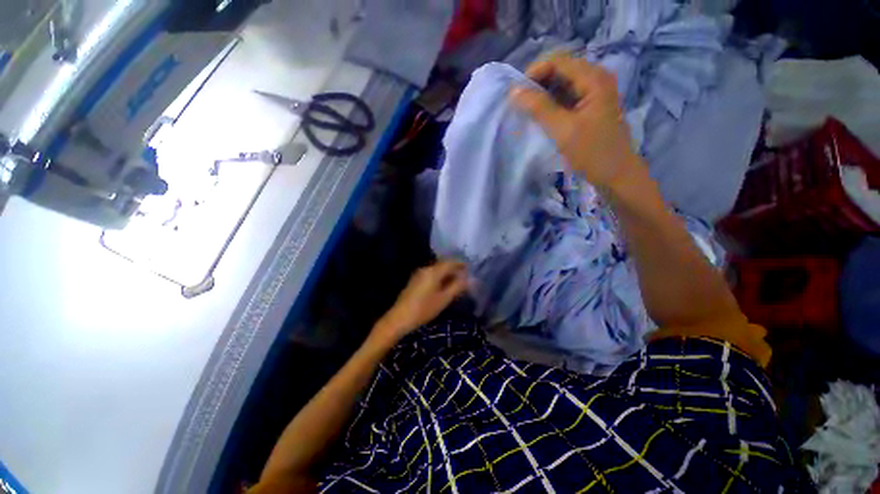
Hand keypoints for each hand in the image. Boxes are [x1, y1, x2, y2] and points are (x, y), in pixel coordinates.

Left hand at [370, 260, 468, 346]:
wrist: (399, 318)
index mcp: (433, 271)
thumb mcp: (444, 299)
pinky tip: (443, 286)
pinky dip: (440, 277)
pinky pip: (431, 274)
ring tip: (457, 282)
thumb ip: (457, 287)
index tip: (470, 268)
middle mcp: (426, 268)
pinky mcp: (415, 280)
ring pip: (437, 269)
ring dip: (447, 273)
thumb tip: (469, 279)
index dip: (461, 264)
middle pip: (443, 264)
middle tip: (465, 277)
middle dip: (455, 269)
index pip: (450, 262)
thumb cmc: (424, 309)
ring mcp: (419, 274)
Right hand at [510, 52, 642, 190]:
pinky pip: (566, 97)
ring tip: (528, 111)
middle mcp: (595, 78)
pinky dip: (551, 104)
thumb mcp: (563, 129)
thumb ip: (539, 108)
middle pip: (560, 70)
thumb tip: (513, 91)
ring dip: (543, 95)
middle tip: (521, 105)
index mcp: (593, 78)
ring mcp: (593, 92)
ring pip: (561, 85)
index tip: (517, 95)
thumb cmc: (592, 152)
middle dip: (537, 84)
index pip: (557, 61)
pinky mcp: (589, 106)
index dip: (534, 73)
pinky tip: (542, 117)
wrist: (615, 174)